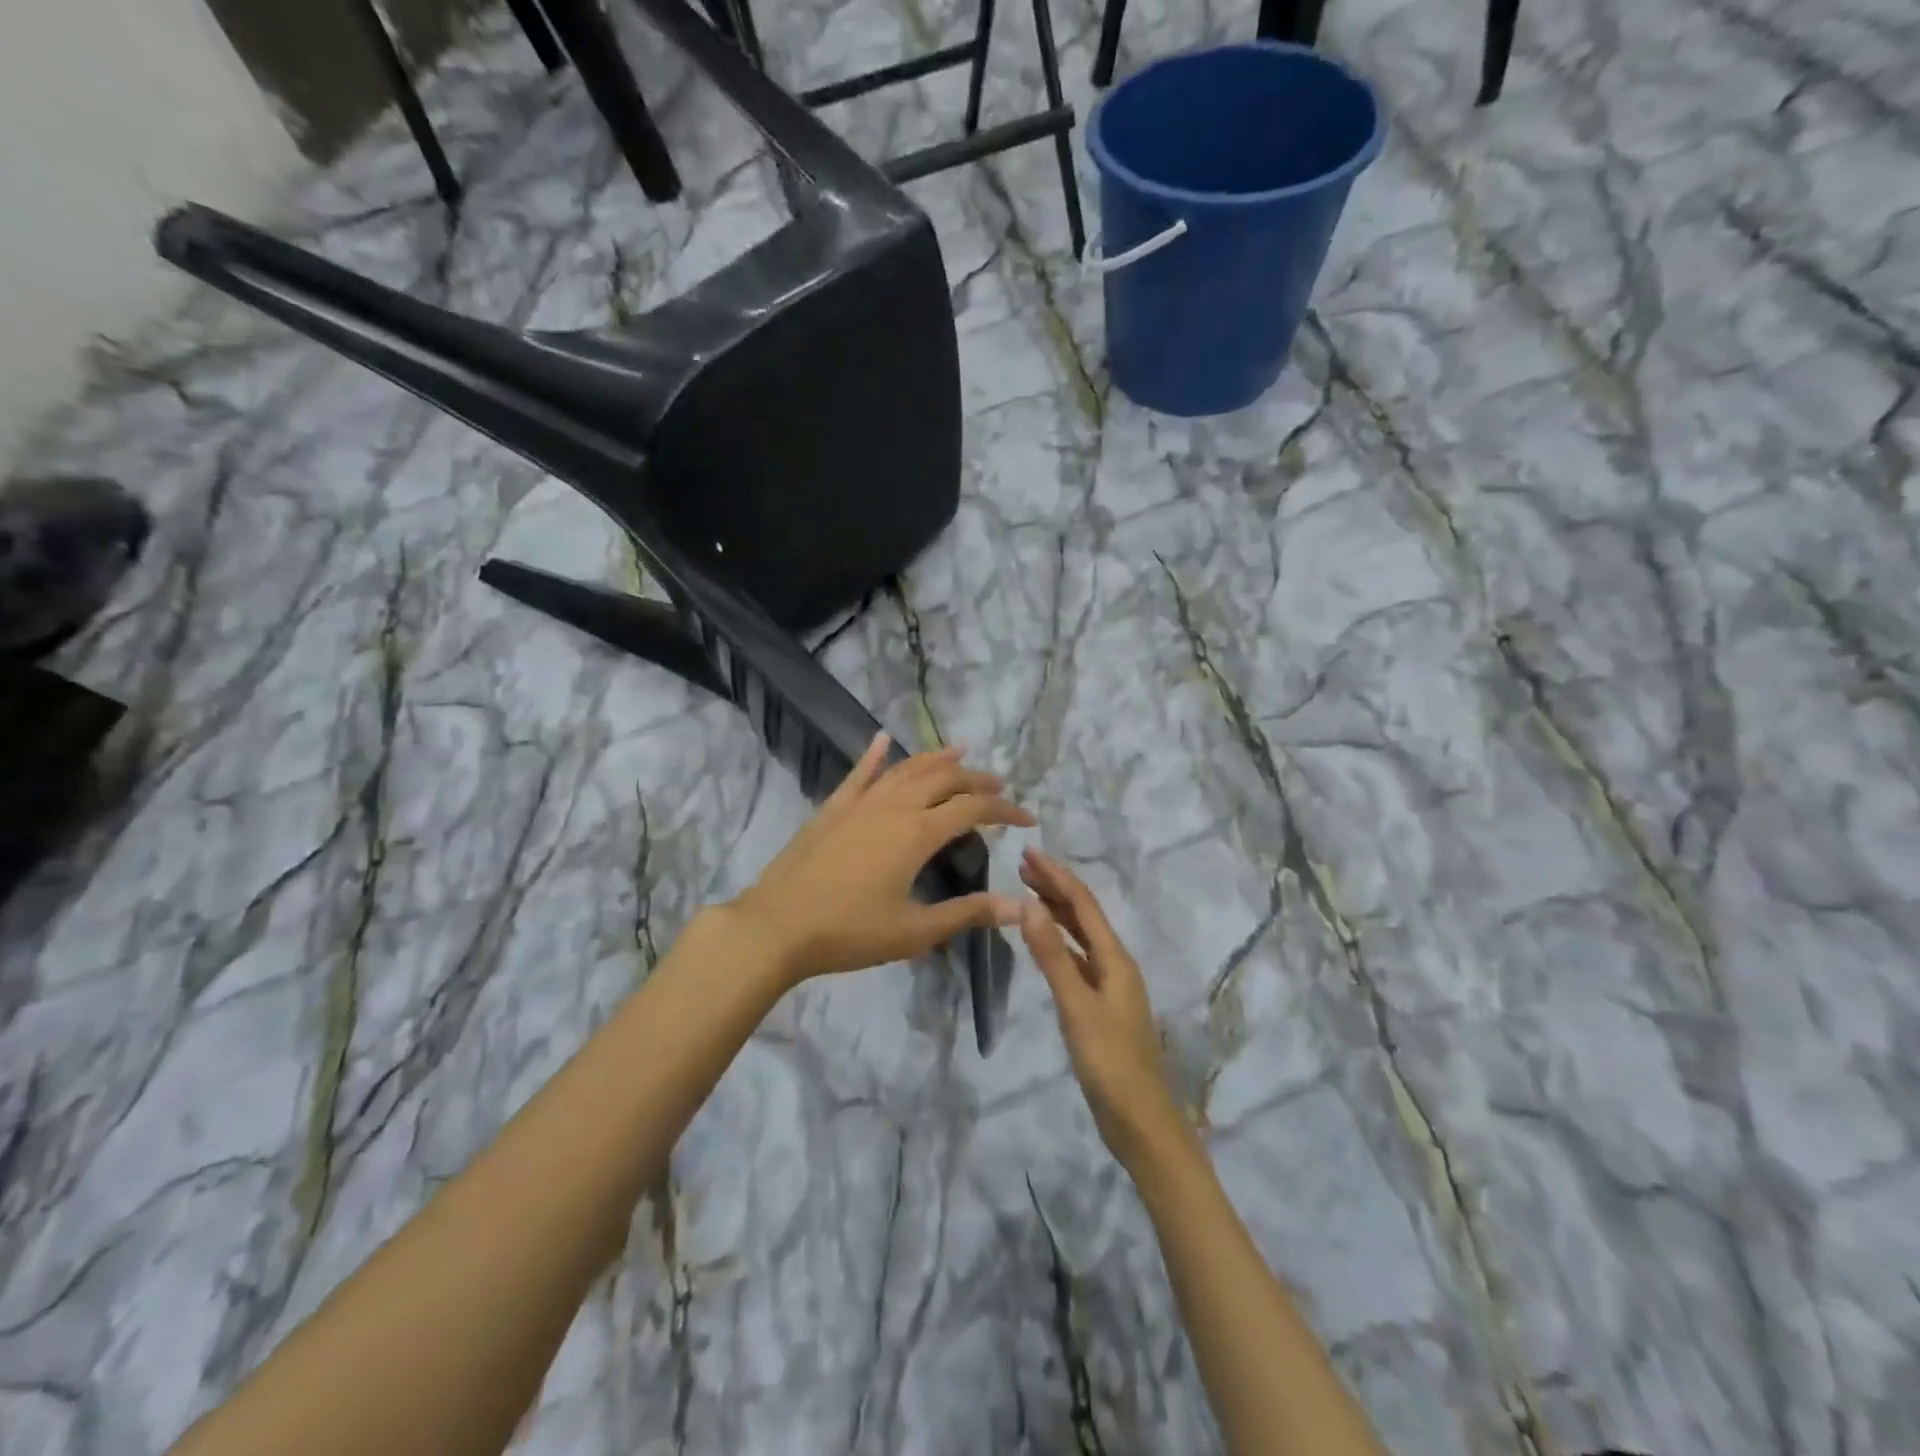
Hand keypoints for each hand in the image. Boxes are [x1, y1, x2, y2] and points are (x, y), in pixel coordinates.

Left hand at [730, 733, 1032, 985]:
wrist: (777, 927)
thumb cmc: (849, 933)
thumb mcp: (914, 931)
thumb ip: (967, 914)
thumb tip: (1018, 907)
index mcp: (918, 833)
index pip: (973, 809)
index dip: (1005, 810)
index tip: (1028, 819)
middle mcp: (894, 806)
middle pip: (944, 779)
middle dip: (977, 779)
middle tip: (999, 786)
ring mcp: (860, 803)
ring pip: (906, 769)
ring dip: (936, 758)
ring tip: (960, 751)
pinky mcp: (833, 808)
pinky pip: (858, 773)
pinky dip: (874, 754)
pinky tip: (882, 738)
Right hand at [1019, 849, 1188, 1169]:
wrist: (1142, 1122)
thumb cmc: (1110, 1062)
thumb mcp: (1076, 1007)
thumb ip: (1053, 956)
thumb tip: (1029, 905)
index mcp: (1115, 959)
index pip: (1083, 904)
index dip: (1057, 876)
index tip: (1028, 853)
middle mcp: (1116, 965)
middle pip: (1085, 915)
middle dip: (1055, 888)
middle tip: (1022, 866)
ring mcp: (1111, 987)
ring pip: (1082, 937)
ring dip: (1057, 912)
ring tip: (1029, 894)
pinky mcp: (1102, 1007)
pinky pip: (1078, 960)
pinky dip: (1059, 943)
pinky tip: (1045, 944)